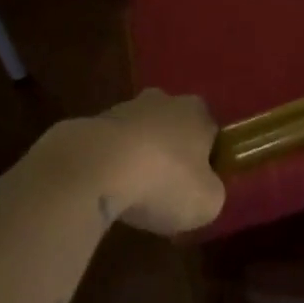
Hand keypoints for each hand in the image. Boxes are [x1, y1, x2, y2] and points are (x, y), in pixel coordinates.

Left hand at [68, 89, 225, 236]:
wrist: (94, 168)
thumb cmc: (163, 181)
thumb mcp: (206, 202)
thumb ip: (212, 193)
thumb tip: (205, 190)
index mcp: (198, 112)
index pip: (210, 135)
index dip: (206, 163)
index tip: (196, 189)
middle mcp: (164, 100)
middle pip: (173, 129)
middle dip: (171, 155)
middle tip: (165, 191)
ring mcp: (124, 109)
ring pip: (139, 136)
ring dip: (138, 159)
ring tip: (130, 197)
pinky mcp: (90, 123)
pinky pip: (110, 148)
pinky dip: (110, 166)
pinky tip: (105, 191)